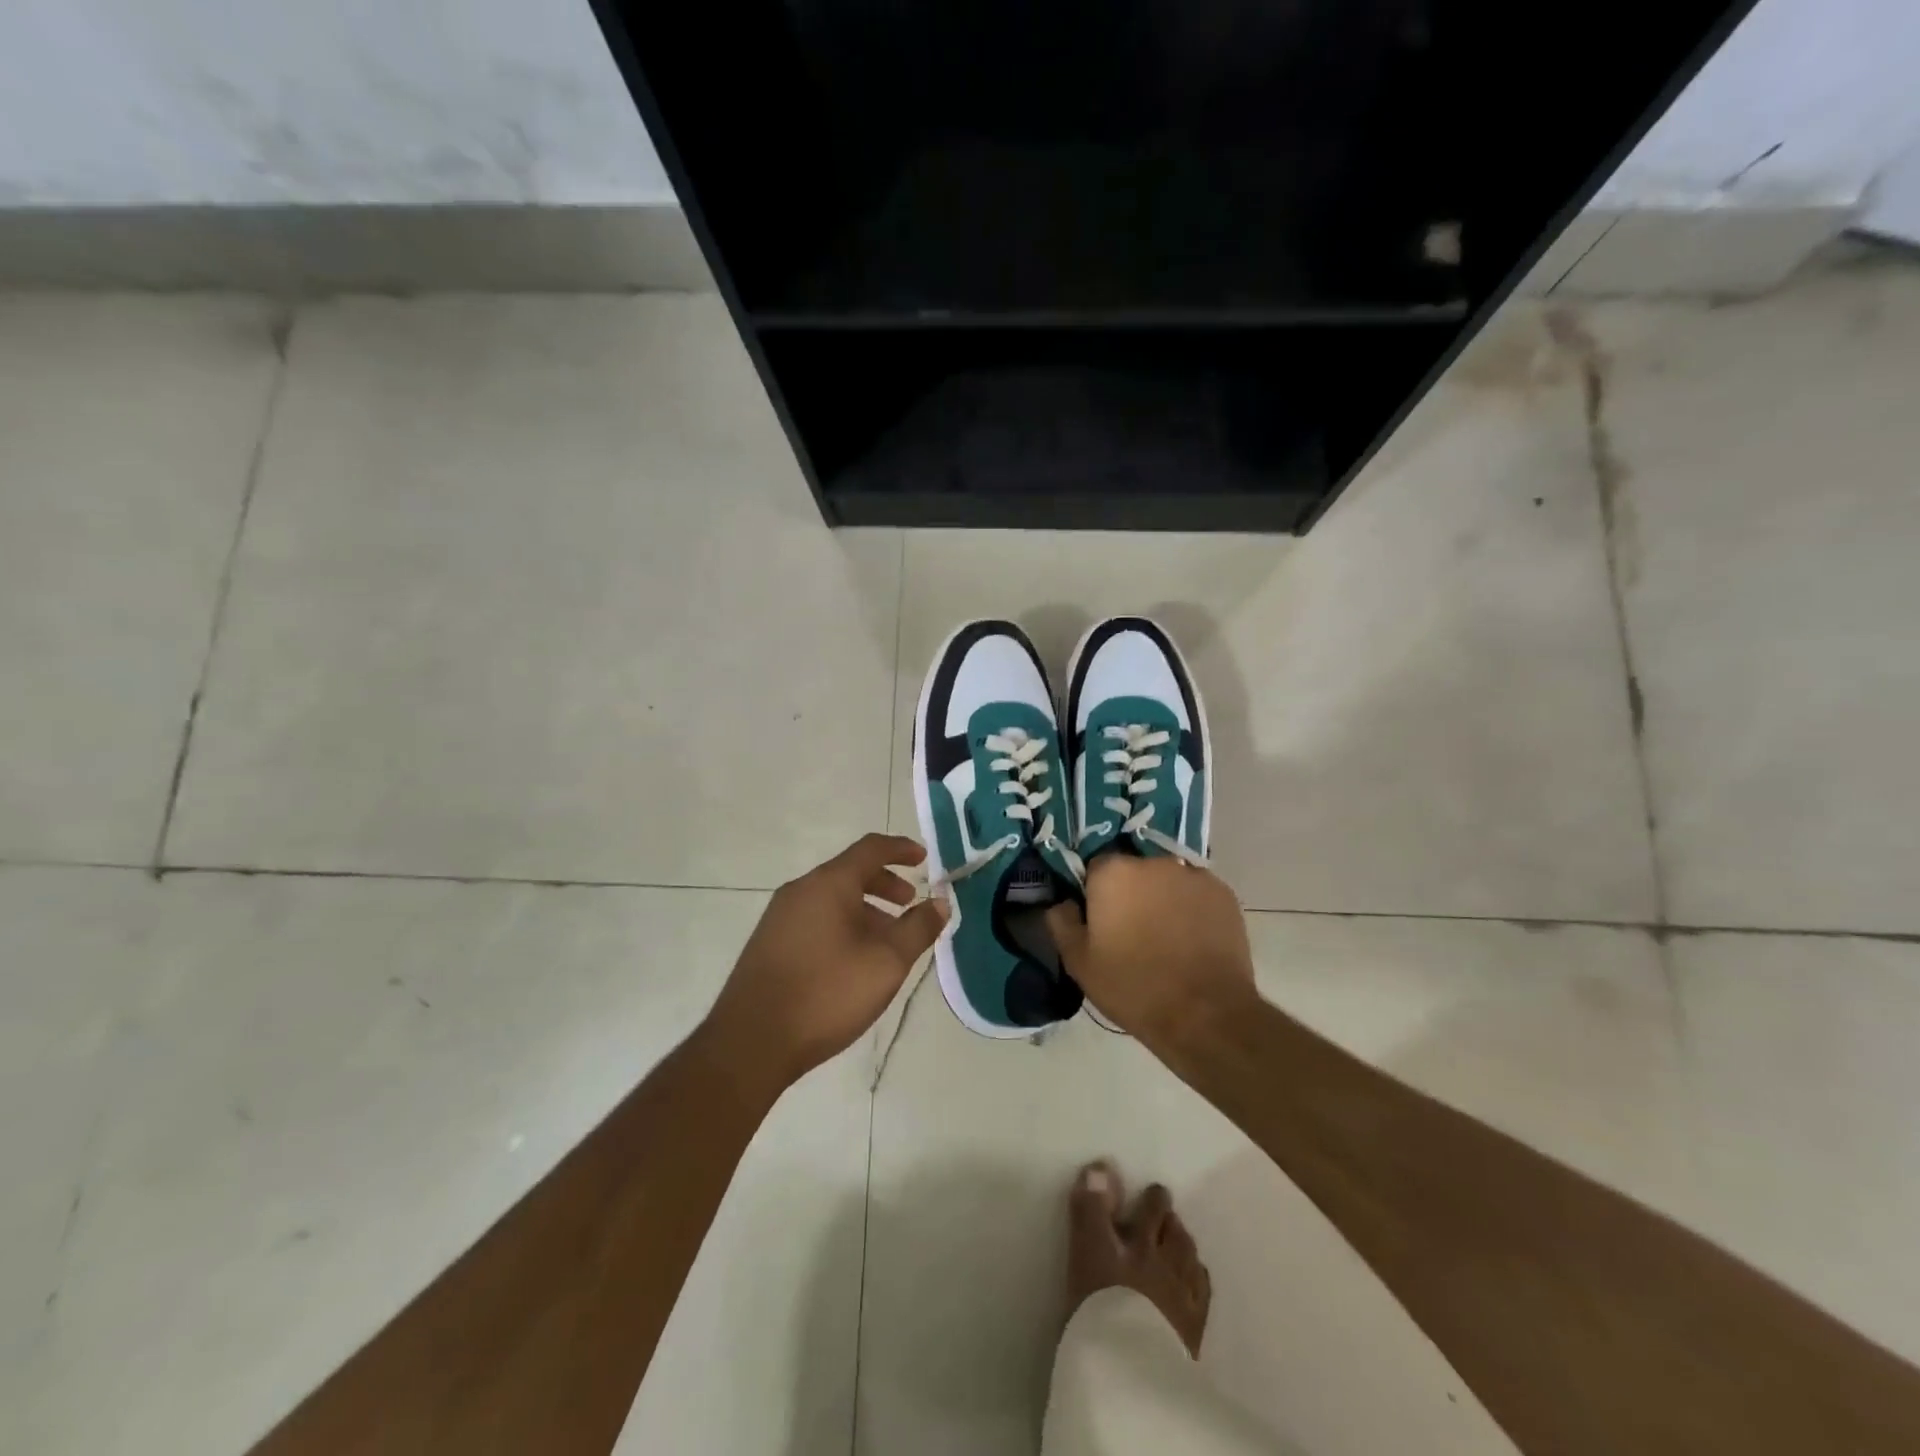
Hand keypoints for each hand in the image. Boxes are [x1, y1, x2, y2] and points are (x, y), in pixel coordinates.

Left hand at [707, 833, 948, 1087]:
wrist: (751, 1042)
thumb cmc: (827, 993)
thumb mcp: (886, 962)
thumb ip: (917, 928)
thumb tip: (940, 902)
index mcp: (828, 884)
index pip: (870, 849)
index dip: (901, 849)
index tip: (924, 858)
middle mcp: (800, 890)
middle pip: (850, 873)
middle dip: (885, 884)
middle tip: (910, 904)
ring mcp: (780, 917)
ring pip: (832, 899)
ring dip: (865, 909)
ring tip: (887, 940)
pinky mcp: (769, 944)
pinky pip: (815, 919)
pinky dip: (843, 924)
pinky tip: (853, 960)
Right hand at [1045, 855, 1255, 1045]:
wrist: (1205, 1015)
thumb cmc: (1133, 987)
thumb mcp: (1079, 962)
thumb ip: (1062, 922)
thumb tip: (1063, 903)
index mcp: (1113, 872)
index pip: (1095, 868)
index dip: (1095, 894)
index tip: (1099, 921)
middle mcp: (1154, 862)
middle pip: (1134, 870)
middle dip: (1131, 893)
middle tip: (1132, 931)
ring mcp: (1194, 875)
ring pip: (1167, 881)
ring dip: (1162, 898)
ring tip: (1166, 938)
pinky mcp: (1224, 894)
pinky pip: (1197, 894)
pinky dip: (1191, 909)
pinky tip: (1192, 941)